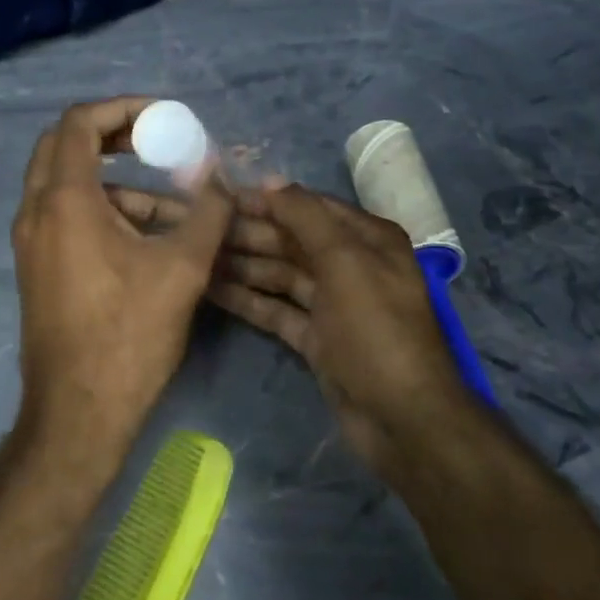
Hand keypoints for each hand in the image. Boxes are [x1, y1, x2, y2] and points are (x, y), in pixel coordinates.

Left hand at [12, 98, 233, 463]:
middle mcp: (36, 212)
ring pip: (69, 186)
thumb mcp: (182, 268)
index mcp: (64, 200)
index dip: (122, 108)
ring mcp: (32, 242)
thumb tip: (222, 179)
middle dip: (114, 136)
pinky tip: (152, 238)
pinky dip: (106, 211)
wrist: (78, 412)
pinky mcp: (39, 267)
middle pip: (64, 145)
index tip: (163, 117)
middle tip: (157, 140)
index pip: (79, 122)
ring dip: (119, 183)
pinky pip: (68, 217)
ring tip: (176, 204)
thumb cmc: (128, 334)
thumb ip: (207, 212)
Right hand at [111, 180, 463, 476]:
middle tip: (199, 230)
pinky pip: (277, 309)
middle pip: (291, 241)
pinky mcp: (317, 338)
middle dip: (249, 234)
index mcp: (367, 239)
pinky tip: (212, 290)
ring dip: (243, 266)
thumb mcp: (344, 261)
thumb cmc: (376, 329)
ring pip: (280, 275)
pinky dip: (249, 299)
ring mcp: (333, 304)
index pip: (308, 207)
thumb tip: (270, 181)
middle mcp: (351, 265)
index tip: (220, 196)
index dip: (266, 200)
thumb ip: (305, 216)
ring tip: (197, 257)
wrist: (402, 418)